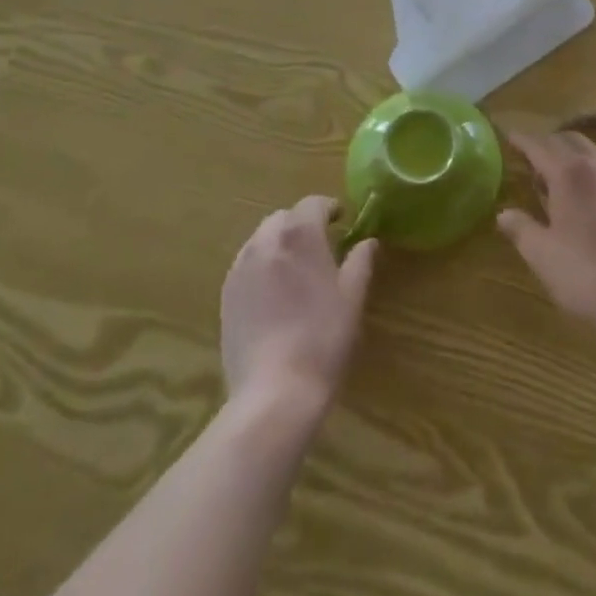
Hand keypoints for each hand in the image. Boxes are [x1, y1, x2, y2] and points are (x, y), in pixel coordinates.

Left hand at [221, 196, 376, 416]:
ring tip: (295, 268)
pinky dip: (262, 265)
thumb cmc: (323, 338)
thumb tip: (368, 241)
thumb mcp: (352, 297)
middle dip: (302, 224)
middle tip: (320, 244)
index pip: (313, 204)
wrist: (275, 391)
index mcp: (300, 235)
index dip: (329, 208)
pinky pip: (246, 265)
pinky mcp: (226, 295)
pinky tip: (274, 292)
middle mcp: (266, 241)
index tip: (341, 220)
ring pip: (261, 239)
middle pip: (283, 218)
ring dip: (279, 242)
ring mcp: (241, 268)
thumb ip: (360, 262)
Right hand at [496, 131, 595, 336]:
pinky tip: (588, 198)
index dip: (522, 141)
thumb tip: (504, 214)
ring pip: (593, 153)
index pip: (540, 146)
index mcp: (570, 174)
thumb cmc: (588, 275)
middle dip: (548, 143)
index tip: (509, 137)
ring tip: (556, 178)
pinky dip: (592, 172)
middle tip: (531, 156)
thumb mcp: (543, 256)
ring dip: (571, 156)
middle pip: (570, 140)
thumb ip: (521, 229)